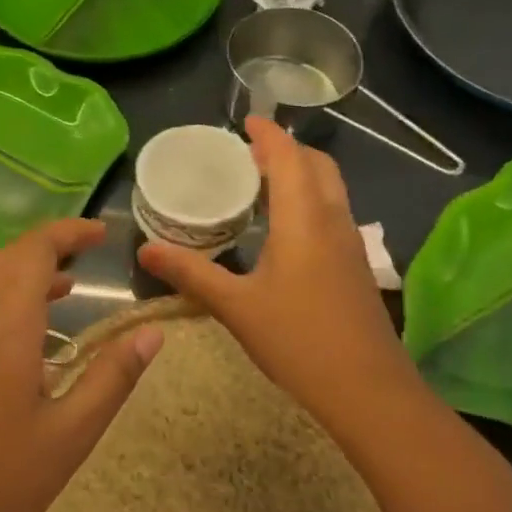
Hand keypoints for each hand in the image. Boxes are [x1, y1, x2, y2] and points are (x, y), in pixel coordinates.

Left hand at [0, 219, 161, 511]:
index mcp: (4, 328)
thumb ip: (113, 376)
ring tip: (65, 289)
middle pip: (5, 260)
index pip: (33, 251)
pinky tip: (22, 337)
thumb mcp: (70, 435)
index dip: (67, 233)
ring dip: (22, 274)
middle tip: (87, 257)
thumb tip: (152, 332)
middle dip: (47, 247)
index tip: (101, 235)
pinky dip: (1, 301)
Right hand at [137, 117, 420, 430]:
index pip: (289, 158)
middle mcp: (333, 220)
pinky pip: (333, 212)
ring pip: (331, 189)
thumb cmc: (298, 341)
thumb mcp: (236, 306)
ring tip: (264, 183)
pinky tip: (286, 228)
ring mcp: (351, 243)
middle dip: (288, 150)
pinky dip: (311, 199)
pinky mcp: (356, 265)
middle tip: (250, 154)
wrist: (368, 390)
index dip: (269, 135)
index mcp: (304, 220)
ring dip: (302, 174)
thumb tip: (144, 250)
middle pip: (318, 165)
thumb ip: (191, 273)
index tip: (248, 121)